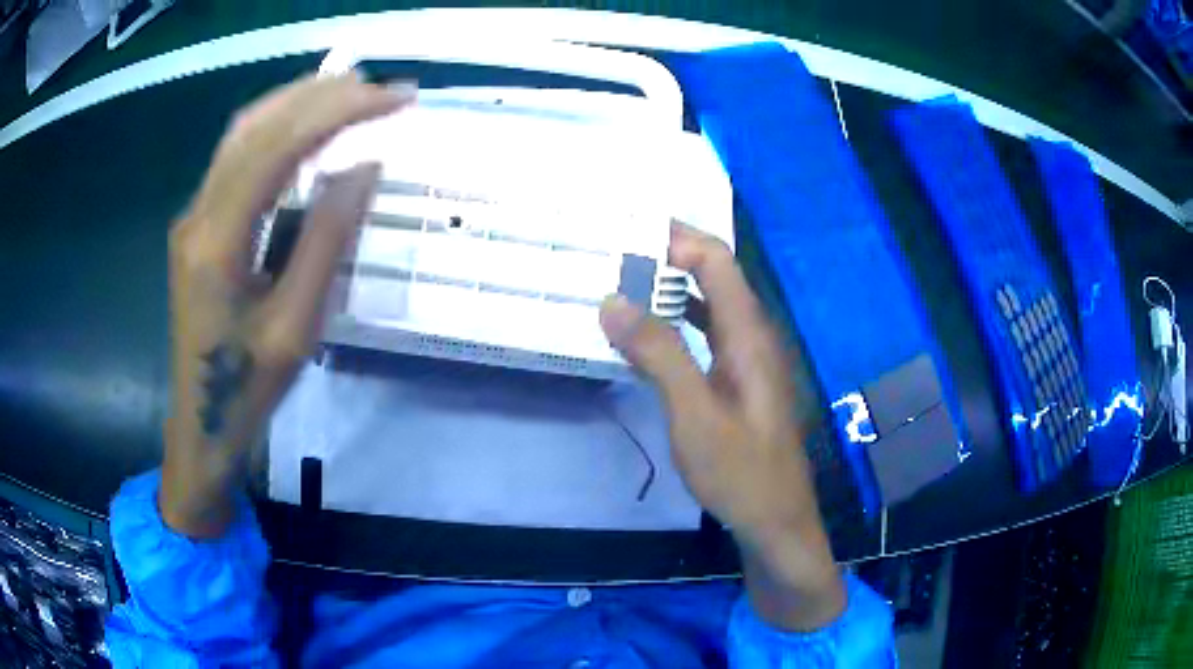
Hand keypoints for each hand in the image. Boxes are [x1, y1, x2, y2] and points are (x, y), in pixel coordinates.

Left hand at [161, 75, 414, 537]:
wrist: (203, 422)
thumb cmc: (250, 386)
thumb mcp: (298, 325)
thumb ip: (327, 240)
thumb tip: (363, 168)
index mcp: (218, 242)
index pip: (279, 146)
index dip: (339, 112)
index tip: (395, 100)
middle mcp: (198, 214)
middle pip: (256, 126)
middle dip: (320, 95)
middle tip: (380, 88)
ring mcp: (192, 217)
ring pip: (241, 134)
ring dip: (295, 102)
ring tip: (349, 91)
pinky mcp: (196, 225)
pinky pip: (234, 158)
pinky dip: (275, 129)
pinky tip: (304, 127)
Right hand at [599, 223, 845, 630]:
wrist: (775, 519)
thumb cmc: (740, 470)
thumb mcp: (694, 414)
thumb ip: (658, 354)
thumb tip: (613, 300)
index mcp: (748, 333)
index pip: (717, 260)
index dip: (678, 238)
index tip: (627, 232)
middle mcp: (752, 336)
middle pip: (713, 277)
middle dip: (667, 258)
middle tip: (613, 255)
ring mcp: (747, 359)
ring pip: (707, 306)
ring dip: (668, 292)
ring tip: (619, 287)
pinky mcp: (738, 381)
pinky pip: (705, 336)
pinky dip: (674, 326)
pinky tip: (643, 338)